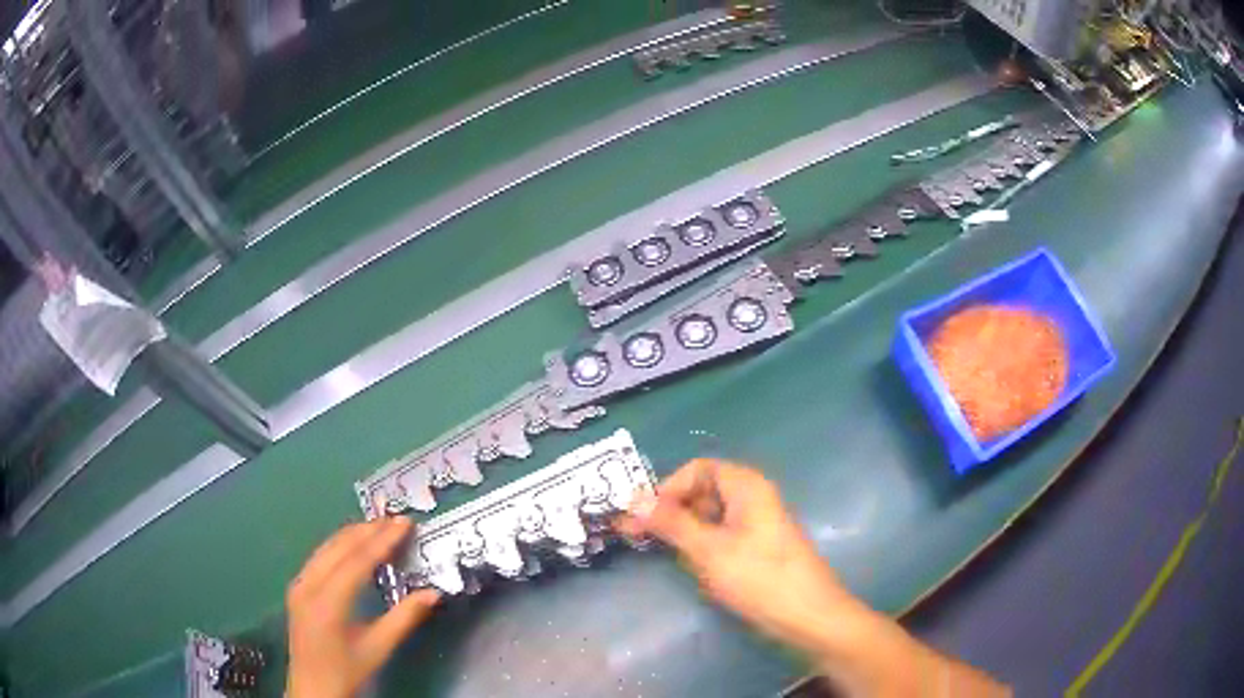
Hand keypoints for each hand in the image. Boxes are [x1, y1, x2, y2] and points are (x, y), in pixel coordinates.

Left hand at [286, 517, 439, 697]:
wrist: (313, 688)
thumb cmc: (347, 671)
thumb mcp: (378, 648)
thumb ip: (404, 618)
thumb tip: (433, 593)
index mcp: (328, 602)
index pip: (357, 561)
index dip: (382, 540)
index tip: (404, 523)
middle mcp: (308, 585)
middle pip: (339, 547)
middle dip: (368, 530)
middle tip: (396, 519)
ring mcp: (299, 584)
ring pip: (326, 548)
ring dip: (353, 535)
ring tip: (379, 525)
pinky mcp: (297, 588)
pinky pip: (319, 557)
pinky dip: (340, 546)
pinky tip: (353, 544)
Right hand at [615, 459, 857, 654]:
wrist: (808, 616)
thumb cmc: (759, 576)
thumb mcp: (709, 549)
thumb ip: (671, 522)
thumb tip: (632, 499)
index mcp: (746, 486)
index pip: (698, 468)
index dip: (667, 487)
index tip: (641, 514)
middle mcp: (752, 497)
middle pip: (703, 491)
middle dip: (670, 510)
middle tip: (635, 535)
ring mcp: (756, 524)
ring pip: (709, 516)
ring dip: (682, 530)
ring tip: (660, 552)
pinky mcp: (756, 548)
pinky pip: (721, 536)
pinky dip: (700, 545)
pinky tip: (690, 566)